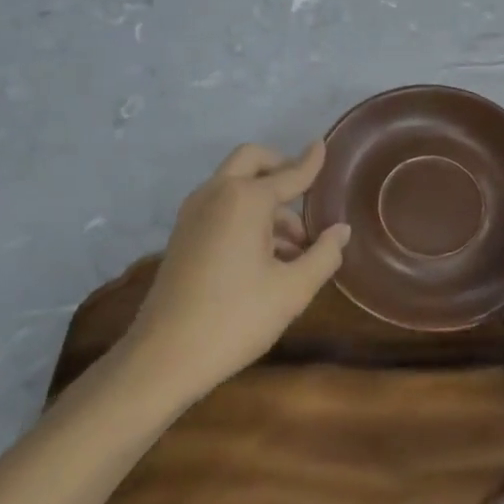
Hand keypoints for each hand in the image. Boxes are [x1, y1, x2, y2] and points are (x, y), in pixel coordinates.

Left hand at [117, 142, 349, 405]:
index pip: (290, 174)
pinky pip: (221, 206)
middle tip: (306, 190)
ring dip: (266, 199)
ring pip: (236, 185)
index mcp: (246, 199)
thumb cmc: (235, 319)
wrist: (162, 358)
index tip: (323, 145)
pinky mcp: (182, 235)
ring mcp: (194, 213)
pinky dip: (246, 214)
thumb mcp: (292, 290)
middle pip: (252, 160)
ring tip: (296, 246)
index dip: (311, 162)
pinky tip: (267, 255)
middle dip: (280, 167)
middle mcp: (217, 194)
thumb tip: (341, 230)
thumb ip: (324, 255)